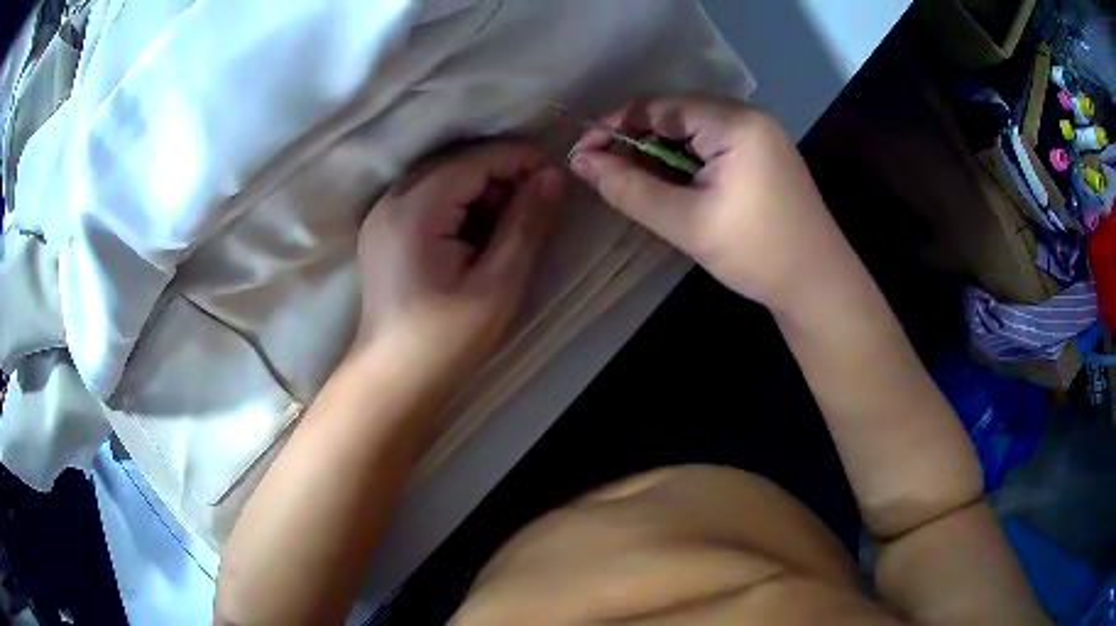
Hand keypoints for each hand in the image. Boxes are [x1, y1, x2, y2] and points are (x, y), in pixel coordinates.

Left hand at [355, 142, 563, 376]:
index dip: (517, 158)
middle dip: (498, 175)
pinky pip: (426, 198)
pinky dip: (457, 205)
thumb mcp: (498, 284)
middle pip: (454, 164)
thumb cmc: (447, 339)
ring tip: (508, 223)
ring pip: (440, 179)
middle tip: (534, 203)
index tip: (554, 170)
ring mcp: (381, 215)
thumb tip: (551, 176)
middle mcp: (391, 201)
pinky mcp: (381, 231)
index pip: (473, 161)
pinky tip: (476, 233)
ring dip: (479, 191)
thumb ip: (526, 224)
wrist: (394, 379)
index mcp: (415, 211)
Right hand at [569, 95, 835, 309]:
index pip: (658, 106)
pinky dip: (684, 161)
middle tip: (604, 172)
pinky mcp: (763, 154)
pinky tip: (669, 184)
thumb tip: (579, 161)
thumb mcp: (686, 222)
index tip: (580, 153)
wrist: (818, 285)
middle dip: (635, 140)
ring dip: (658, 152)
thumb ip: (629, 188)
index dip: (613, 125)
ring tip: (632, 181)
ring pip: (692, 131)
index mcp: (734, 122)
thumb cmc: (756, 253)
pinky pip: (711, 145)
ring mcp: (759, 134)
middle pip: (675, 114)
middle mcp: (748, 116)